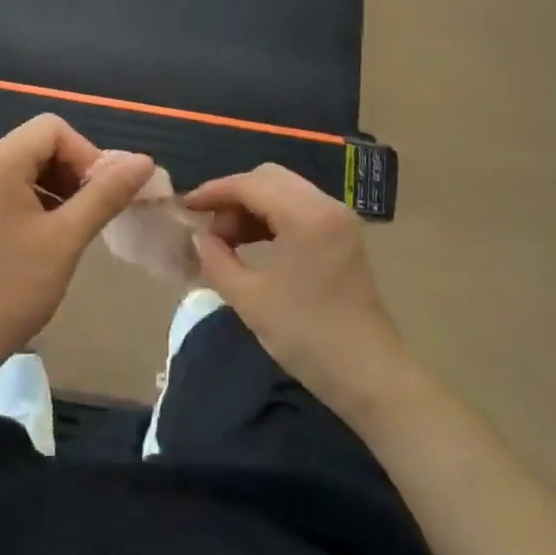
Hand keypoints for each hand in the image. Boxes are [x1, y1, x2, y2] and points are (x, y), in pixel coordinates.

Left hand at [0, 114, 155, 390]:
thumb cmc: (12, 290)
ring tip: (74, 226)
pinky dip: (36, 199)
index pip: (52, 130)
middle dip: (73, 171)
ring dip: (57, 187)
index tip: (103, 194)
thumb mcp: (66, 239)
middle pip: (38, 144)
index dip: (86, 154)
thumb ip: (106, 194)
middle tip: (93, 212)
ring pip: (26, 165)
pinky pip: (8, 185)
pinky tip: (48, 234)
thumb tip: (144, 162)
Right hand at [183, 164, 411, 416]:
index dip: (214, 192)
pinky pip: (299, 208)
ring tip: (227, 242)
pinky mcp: (343, 235)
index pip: (250, 184)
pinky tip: (254, 245)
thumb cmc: (307, 335)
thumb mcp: (250, 299)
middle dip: (233, 197)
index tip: (186, 208)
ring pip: (284, 191)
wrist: (369, 376)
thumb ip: (216, 260)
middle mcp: (326, 205)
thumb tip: (198, 238)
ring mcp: (339, 219)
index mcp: (306, 215)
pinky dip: (272, 217)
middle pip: (269, 179)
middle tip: (210, 230)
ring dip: (252, 207)